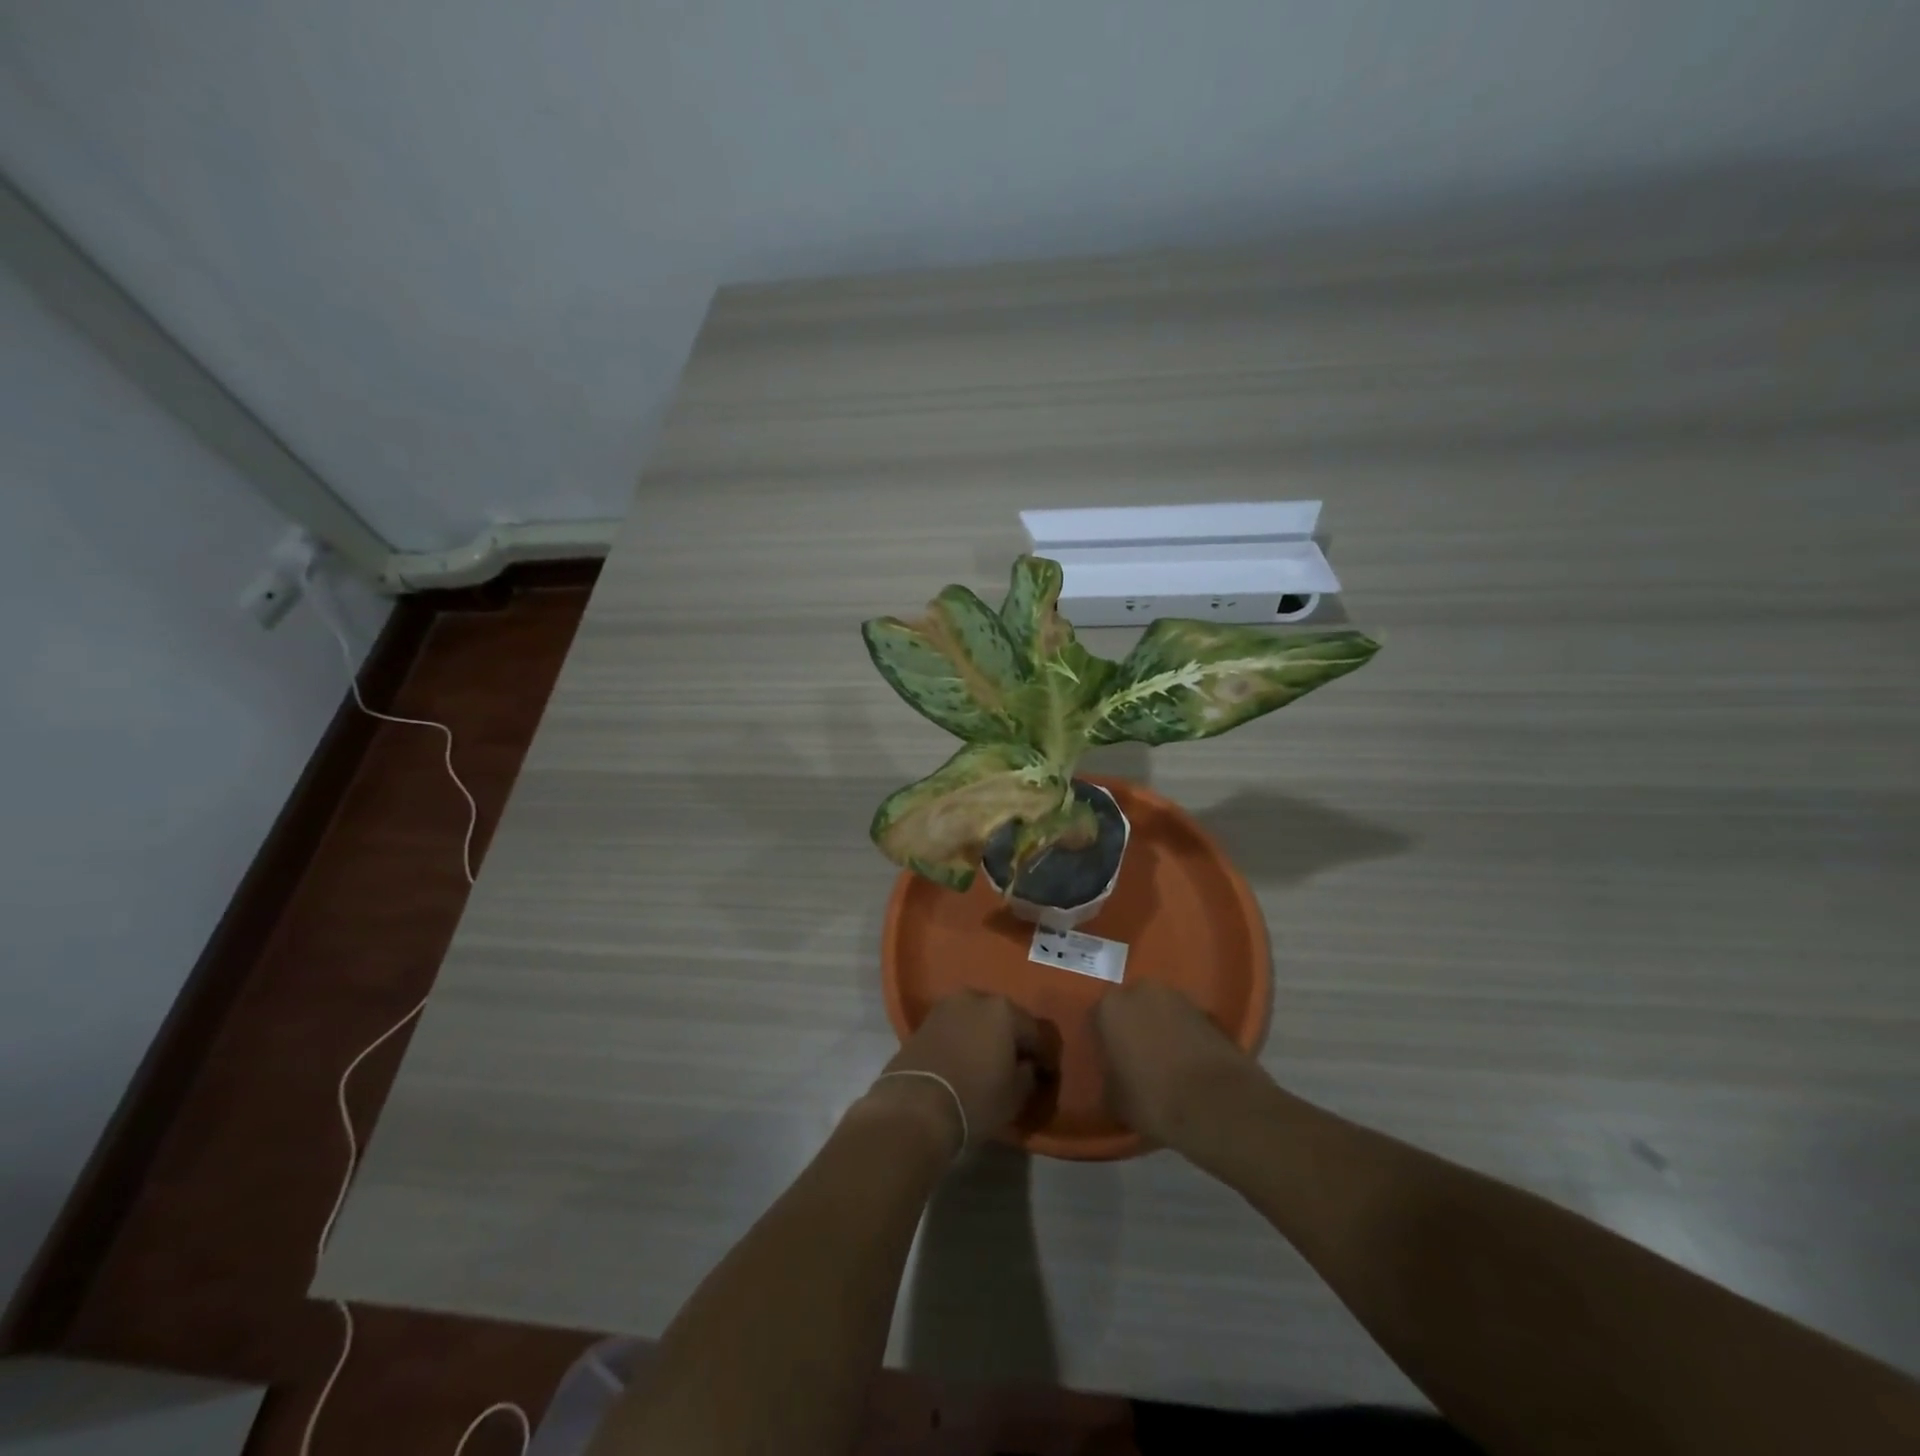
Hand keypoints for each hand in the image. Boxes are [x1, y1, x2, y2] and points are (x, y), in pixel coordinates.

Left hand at [867, 992, 1043, 1152]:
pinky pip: (956, 1028)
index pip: (1035, 1032)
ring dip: (986, 1037)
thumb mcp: (1015, 1095)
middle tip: (1019, 1065)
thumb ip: (1028, 1075)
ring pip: (977, 1020)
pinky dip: (964, 1040)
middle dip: (1013, 1039)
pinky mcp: (924, 1021)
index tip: (1048, 1075)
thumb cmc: (974, 1099)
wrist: (915, 1106)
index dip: (1044, 1056)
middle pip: (1004, 1019)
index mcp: (1004, 1010)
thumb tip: (1028, 1066)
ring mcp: (947, 1007)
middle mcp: (976, 998)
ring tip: (990, 1063)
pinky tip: (966, 1061)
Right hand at [1091, 981, 1270, 1151]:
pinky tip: (1190, 1064)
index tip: (1109, 1061)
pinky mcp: (1209, 1012)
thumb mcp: (1115, 1100)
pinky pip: (1186, 1023)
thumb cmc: (1153, 1099)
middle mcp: (1142, 991)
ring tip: (1166, 1062)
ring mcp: (1179, 998)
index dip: (1104, 1040)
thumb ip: (1110, 1079)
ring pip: (1161, 1011)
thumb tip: (1115, 1078)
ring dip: (1161, 1028)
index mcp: (1110, 1007)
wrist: (1216, 1104)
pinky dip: (1186, 1037)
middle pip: (1131, 1007)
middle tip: (1137, 1058)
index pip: (1097, 1018)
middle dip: (1133, 1026)